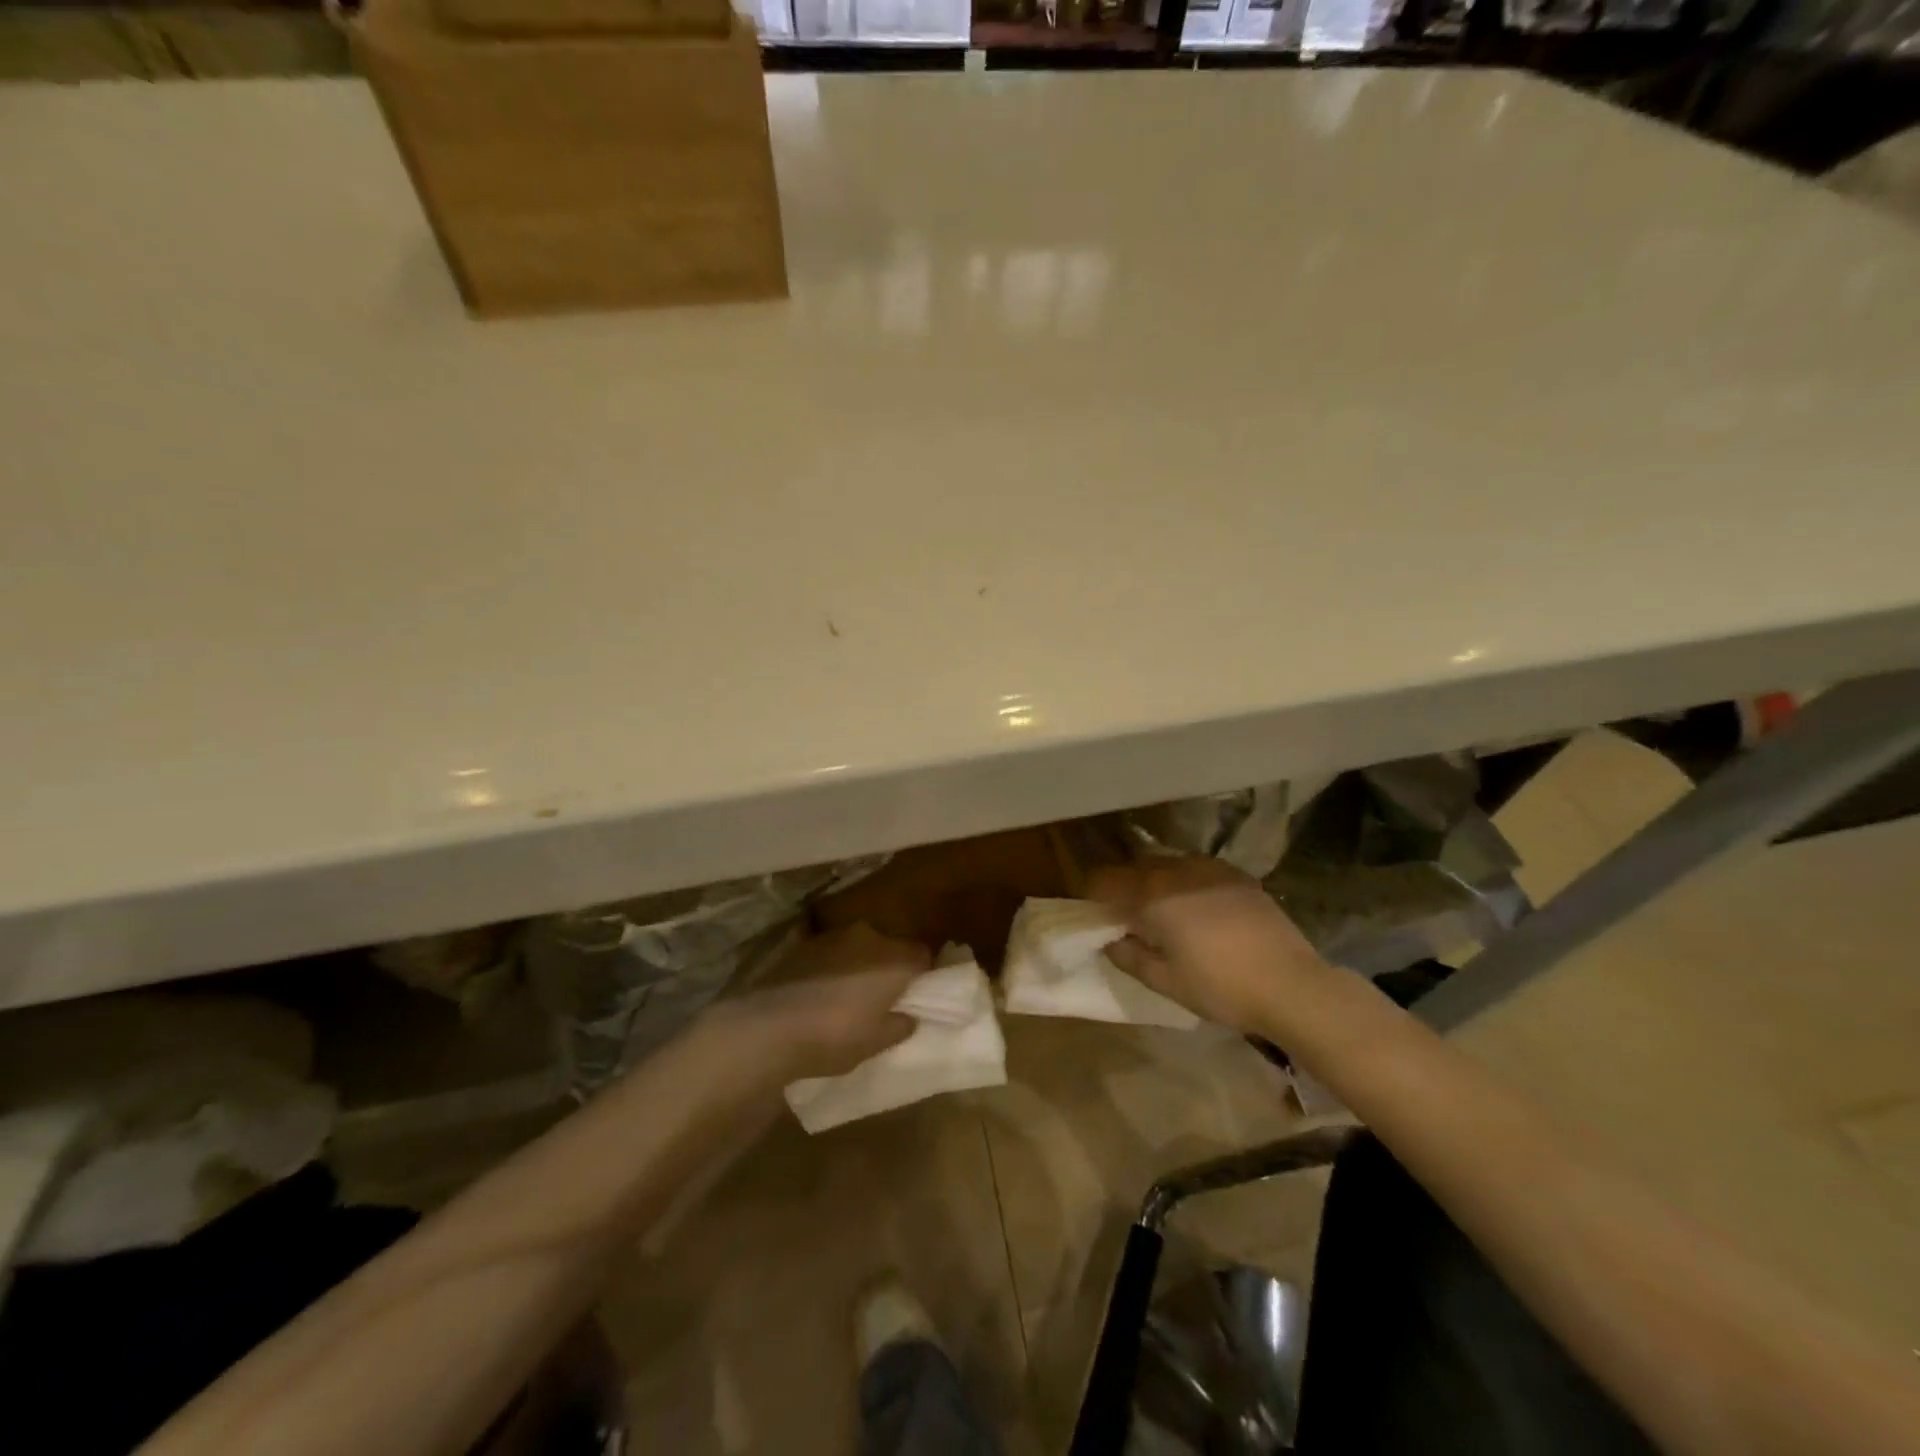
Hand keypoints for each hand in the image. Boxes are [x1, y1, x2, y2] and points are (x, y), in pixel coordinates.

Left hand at [709, 924, 927, 1079]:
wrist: (769, 1027)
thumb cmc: (834, 1036)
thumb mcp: (875, 1043)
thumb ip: (898, 1026)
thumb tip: (909, 1017)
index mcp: (894, 959)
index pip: (922, 956)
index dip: (922, 975)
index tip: (915, 996)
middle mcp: (866, 936)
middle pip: (888, 946)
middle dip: (886, 966)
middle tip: (879, 997)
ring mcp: (830, 936)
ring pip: (854, 945)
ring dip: (854, 962)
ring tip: (842, 992)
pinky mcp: (798, 942)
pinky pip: (819, 947)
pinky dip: (821, 960)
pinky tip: (811, 979)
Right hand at [1085, 857, 1323, 1035]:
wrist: (1292, 985)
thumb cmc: (1220, 987)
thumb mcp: (1165, 981)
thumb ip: (1128, 956)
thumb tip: (1110, 940)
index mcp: (1151, 895)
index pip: (1104, 880)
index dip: (1092, 896)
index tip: (1096, 916)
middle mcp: (1175, 870)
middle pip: (1134, 868)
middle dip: (1124, 889)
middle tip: (1128, 919)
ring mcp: (1209, 868)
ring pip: (1166, 865)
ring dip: (1155, 883)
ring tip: (1164, 914)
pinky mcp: (1236, 874)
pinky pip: (1196, 870)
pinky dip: (1185, 883)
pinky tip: (1199, 910)